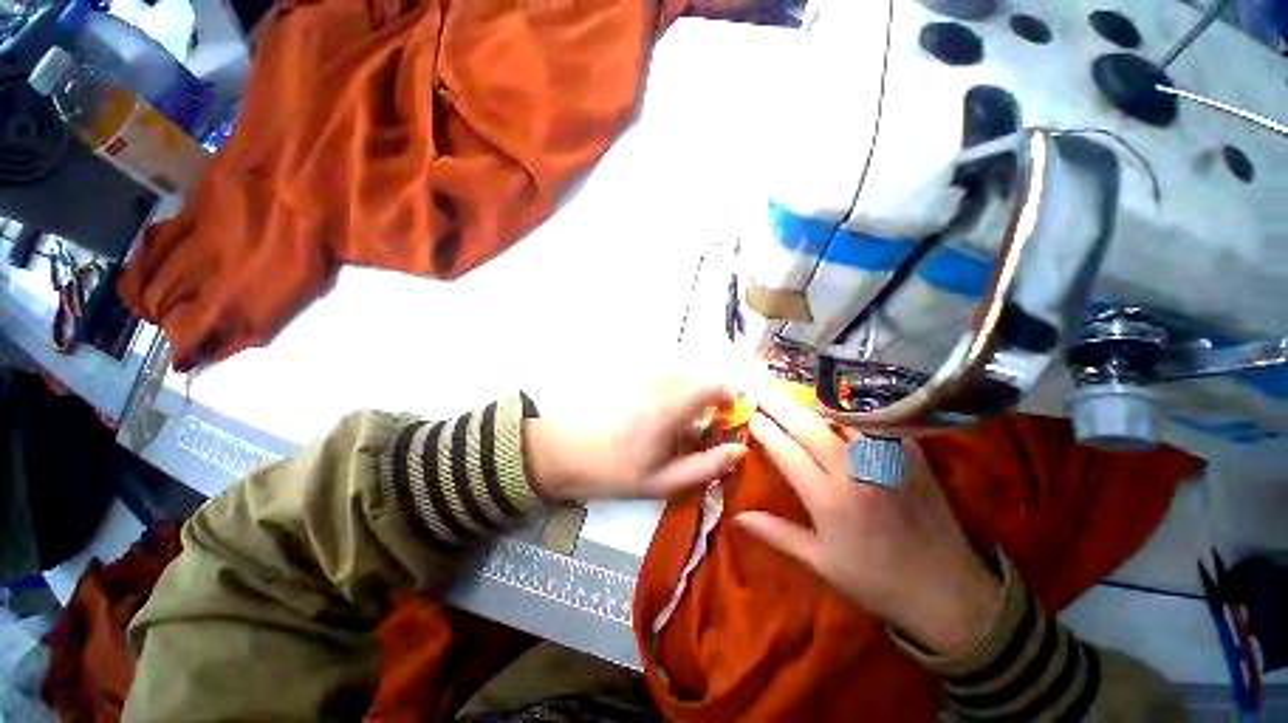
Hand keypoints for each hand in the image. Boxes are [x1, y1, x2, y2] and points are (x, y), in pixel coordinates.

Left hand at [524, 376, 747, 501]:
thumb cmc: (614, 470)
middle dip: (710, 395)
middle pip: (699, 375)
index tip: (726, 417)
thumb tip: (740, 450)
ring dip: (690, 390)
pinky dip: (671, 387)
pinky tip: (656, 412)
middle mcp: (660, 383)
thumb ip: (706, 466)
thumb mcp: (662, 481)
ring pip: (680, 373)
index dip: (728, 397)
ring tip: (678, 421)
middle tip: (703, 424)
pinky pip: (662, 374)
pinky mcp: (629, 376)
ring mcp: (642, 376)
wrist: (563, 451)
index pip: (713, 384)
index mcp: (671, 407)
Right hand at [736, 387, 1000, 656]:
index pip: (787, 453)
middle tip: (764, 393)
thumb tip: (738, 517)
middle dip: (781, 408)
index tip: (751, 416)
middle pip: (809, 429)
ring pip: (841, 420)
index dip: (766, 431)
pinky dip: (851, 413)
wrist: (947, 590)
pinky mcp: (909, 457)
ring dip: (812, 406)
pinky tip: (838, 407)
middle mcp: (854, 473)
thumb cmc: (876, 579)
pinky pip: (875, 425)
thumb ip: (777, 535)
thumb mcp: (821, 563)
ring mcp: (884, 461)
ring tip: (792, 397)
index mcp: (828, 500)